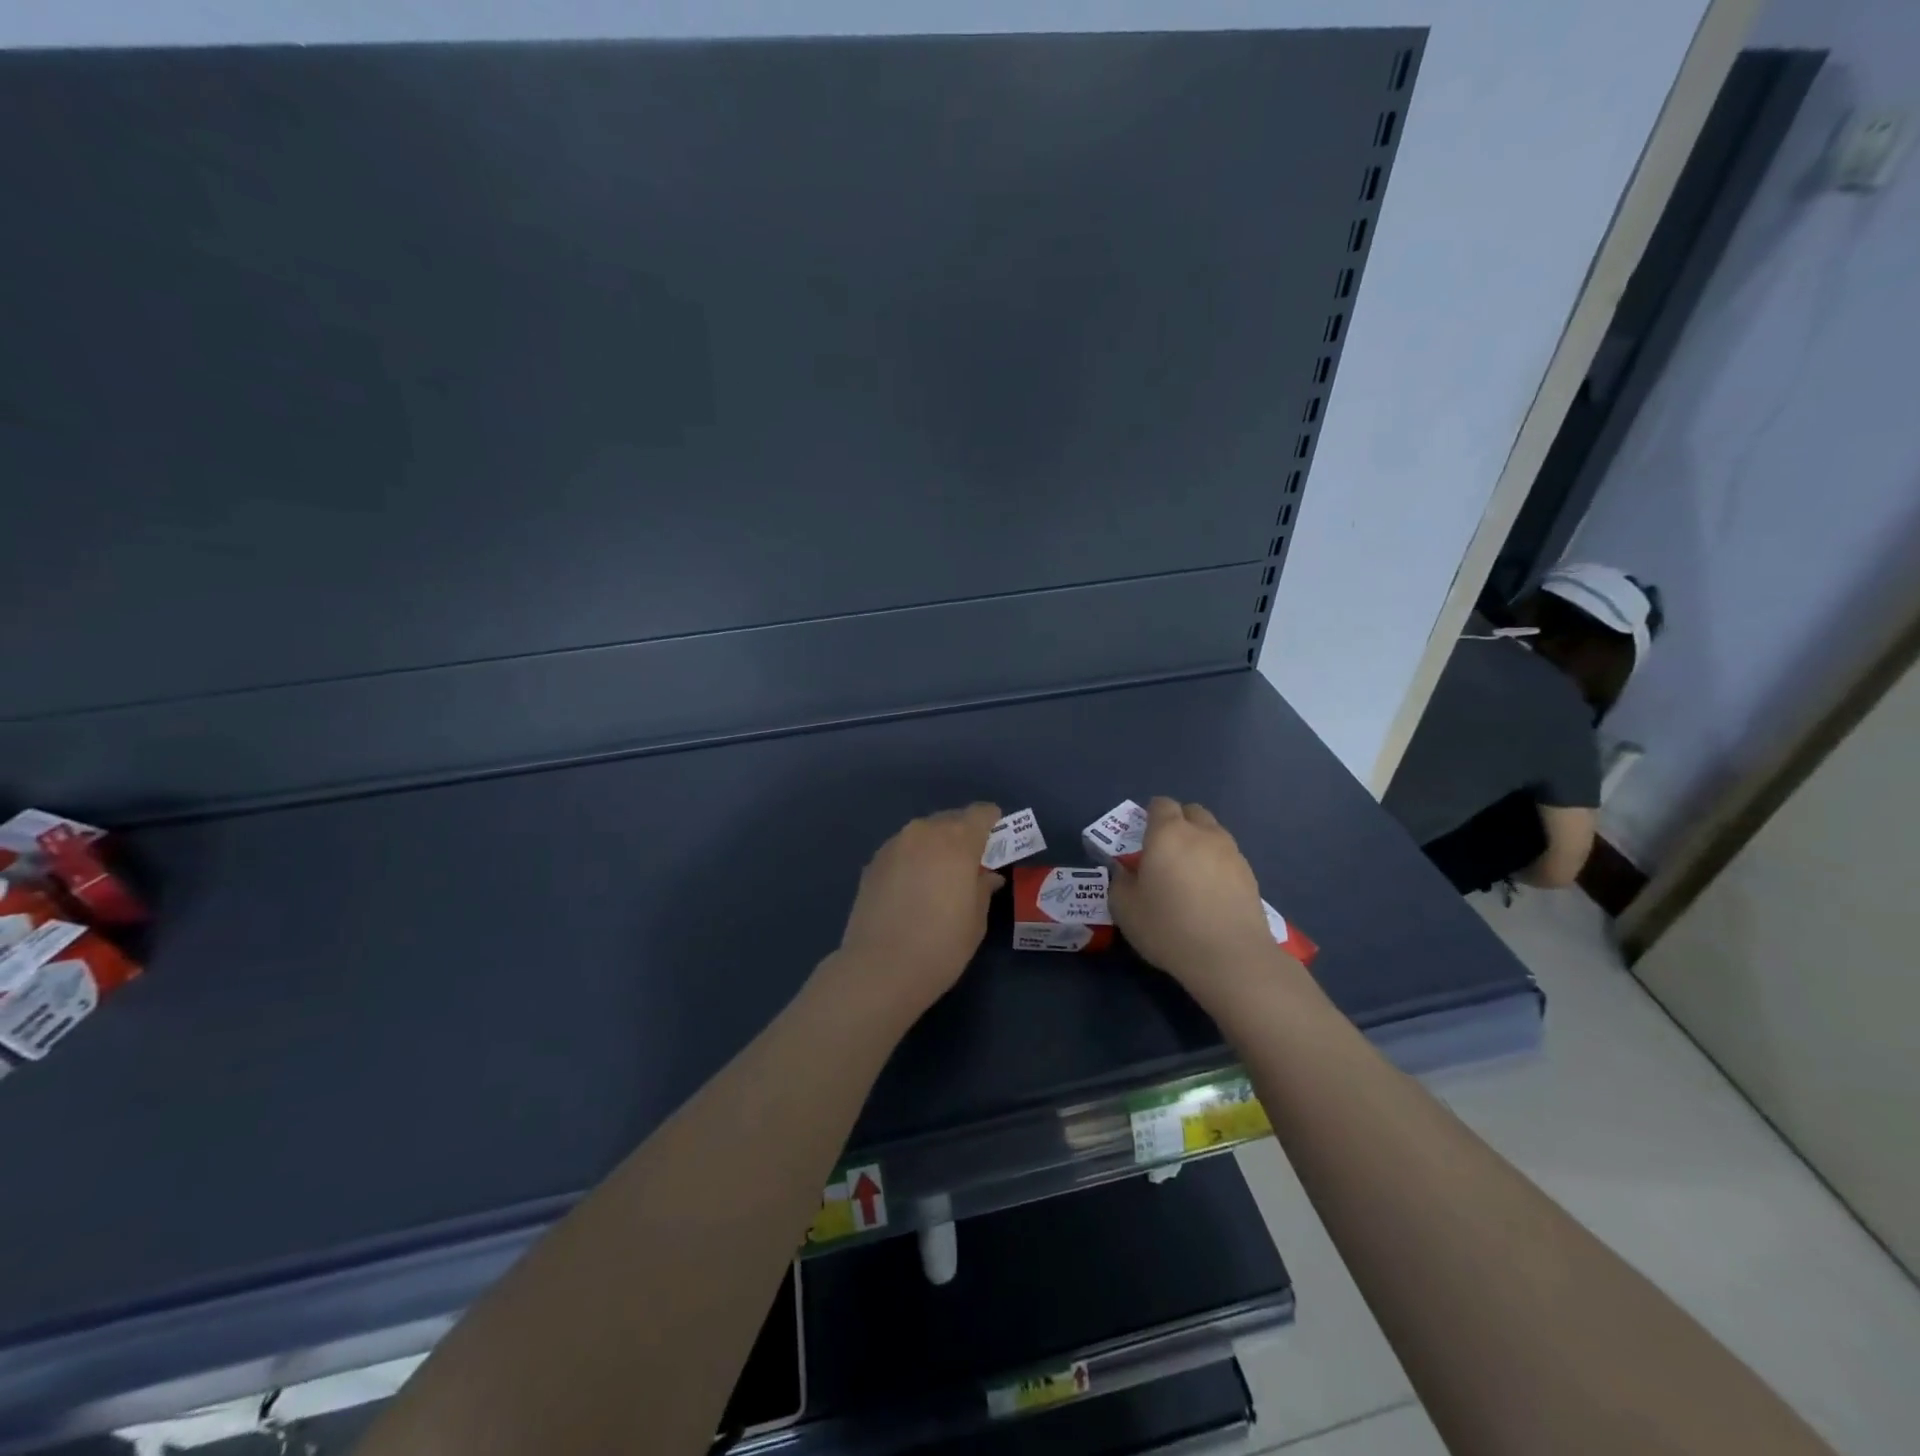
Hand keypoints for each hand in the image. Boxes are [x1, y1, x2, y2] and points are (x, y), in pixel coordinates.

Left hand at [829, 803, 1004, 1022]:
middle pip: (950, 820)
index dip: (992, 823)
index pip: (981, 813)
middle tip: (970, 864)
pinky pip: (902, 850)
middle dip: (963, 835)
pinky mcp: (872, 863)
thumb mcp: (976, 920)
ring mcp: (894, 845)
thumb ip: (983, 888)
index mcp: (957, 840)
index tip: (996, 842)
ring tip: (938, 877)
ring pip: (923, 834)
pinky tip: (912, 889)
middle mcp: (924, 832)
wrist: (880, 969)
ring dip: (935, 847)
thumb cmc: (941, 945)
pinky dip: (912, 860)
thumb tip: (987, 876)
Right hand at [1108, 797, 1288, 1006]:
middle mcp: (1202, 834)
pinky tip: (1210, 894)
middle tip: (1165, 852)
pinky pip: (1228, 858)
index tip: (1142, 836)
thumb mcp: (1125, 908)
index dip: (1150, 815)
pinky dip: (1217, 866)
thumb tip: (1126, 872)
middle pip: (1192, 812)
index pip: (1161, 804)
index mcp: (1168, 833)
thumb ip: (1121, 882)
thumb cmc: (1168, 927)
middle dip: (1179, 823)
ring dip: (1200, 844)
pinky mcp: (1250, 876)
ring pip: (1213, 834)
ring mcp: (1231, 853)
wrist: (1230, 957)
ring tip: (1189, 875)